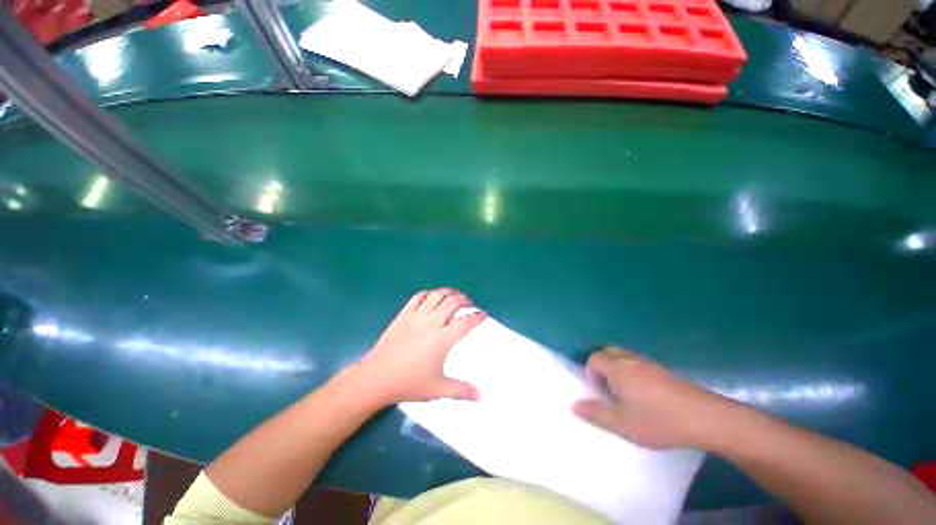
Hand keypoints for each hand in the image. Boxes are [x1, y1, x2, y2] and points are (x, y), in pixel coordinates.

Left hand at [354, 288, 486, 405]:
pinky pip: (418, 297)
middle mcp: (431, 323)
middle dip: (464, 299)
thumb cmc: (409, 383)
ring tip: (453, 296)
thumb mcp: (438, 389)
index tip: (483, 314)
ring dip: (448, 292)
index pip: (465, 323)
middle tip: (468, 303)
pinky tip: (432, 297)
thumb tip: (480, 397)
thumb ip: (461, 391)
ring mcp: (416, 316)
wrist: (377, 378)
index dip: (477, 317)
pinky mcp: (403, 314)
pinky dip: (428, 293)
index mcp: (442, 339)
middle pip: (452, 302)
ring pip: (436, 295)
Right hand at [573, 347, 732, 448]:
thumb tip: (573, 405)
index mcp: (617, 368)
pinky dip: (635, 372)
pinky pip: (641, 363)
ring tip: (626, 392)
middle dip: (603, 366)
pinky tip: (647, 394)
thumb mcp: (622, 424)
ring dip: (619, 368)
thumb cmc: (658, 420)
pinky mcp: (665, 370)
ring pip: (625, 356)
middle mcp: (630, 360)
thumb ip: (595, 413)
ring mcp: (650, 363)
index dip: (590, 372)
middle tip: (608, 388)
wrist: (705, 418)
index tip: (598, 392)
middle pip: (609, 352)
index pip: (594, 359)